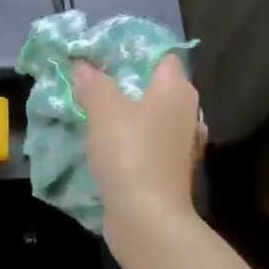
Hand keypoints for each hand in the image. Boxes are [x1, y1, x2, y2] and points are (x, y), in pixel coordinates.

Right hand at [73, 55, 202, 234]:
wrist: (148, 219)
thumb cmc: (130, 153)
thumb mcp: (104, 109)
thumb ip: (93, 81)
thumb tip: (82, 64)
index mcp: (176, 89)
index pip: (160, 55)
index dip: (132, 49)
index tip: (100, 52)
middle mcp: (185, 112)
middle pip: (153, 85)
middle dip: (123, 80)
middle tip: (88, 78)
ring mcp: (179, 143)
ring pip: (149, 115)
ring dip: (124, 112)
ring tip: (90, 108)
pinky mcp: (168, 169)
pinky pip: (145, 141)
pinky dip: (127, 138)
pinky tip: (103, 141)